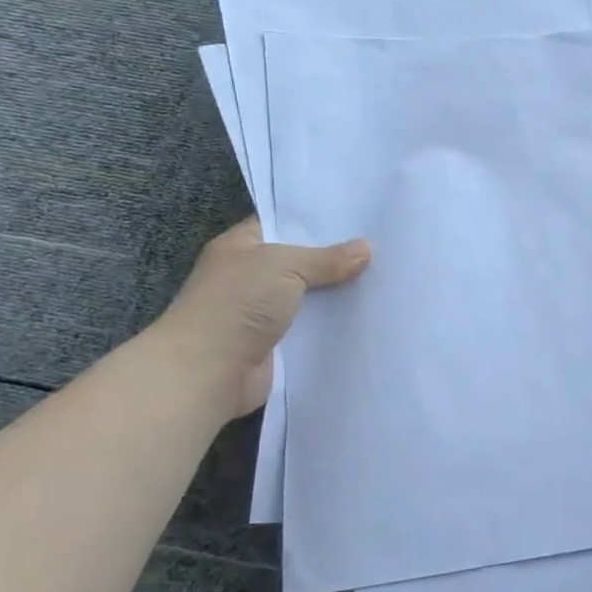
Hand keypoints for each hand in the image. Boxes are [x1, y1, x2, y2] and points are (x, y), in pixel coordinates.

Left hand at [151, 218, 370, 417]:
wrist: (208, 370)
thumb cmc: (238, 304)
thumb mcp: (286, 266)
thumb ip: (327, 258)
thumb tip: (366, 249)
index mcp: (241, 247)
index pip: (282, 226)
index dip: (316, 223)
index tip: (357, 220)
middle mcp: (249, 277)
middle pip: (300, 263)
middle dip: (335, 261)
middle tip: (381, 250)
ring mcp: (261, 313)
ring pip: (309, 298)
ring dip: (337, 296)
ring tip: (383, 283)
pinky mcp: (276, 345)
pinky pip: (311, 329)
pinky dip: (332, 327)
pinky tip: (365, 318)